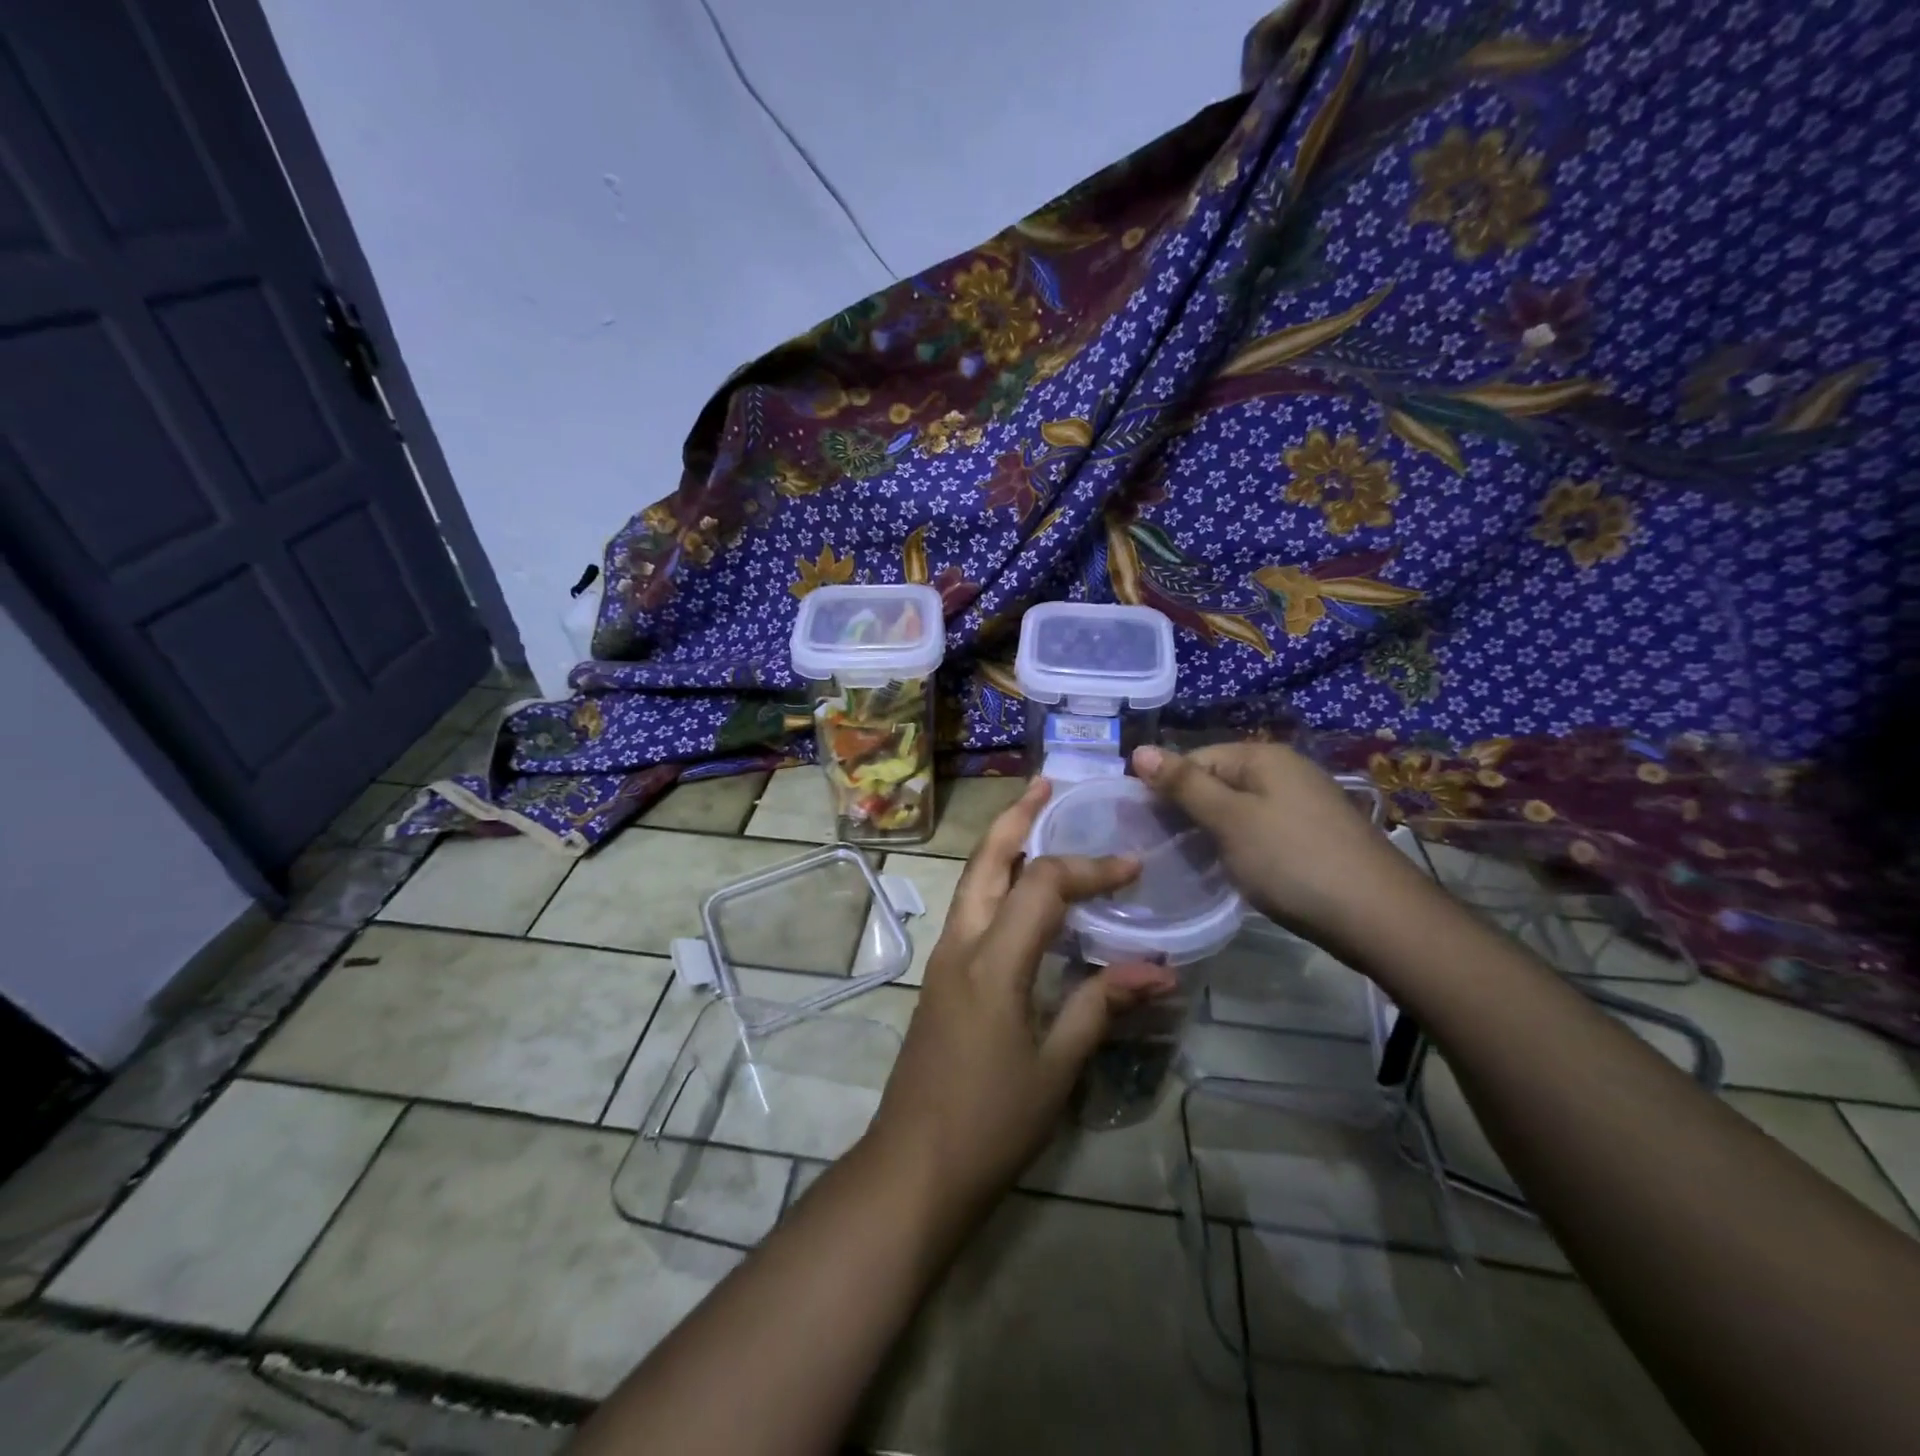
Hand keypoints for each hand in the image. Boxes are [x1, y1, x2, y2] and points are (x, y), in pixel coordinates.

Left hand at [864, 777, 1174, 1216]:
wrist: (913, 1167)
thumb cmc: (990, 1123)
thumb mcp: (1057, 1067)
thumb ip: (1100, 1006)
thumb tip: (1156, 969)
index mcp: (993, 961)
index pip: (1043, 885)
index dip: (1090, 867)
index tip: (1133, 866)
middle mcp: (960, 945)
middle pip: (985, 860)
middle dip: (1017, 818)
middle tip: (1047, 785)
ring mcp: (943, 959)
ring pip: (971, 881)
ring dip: (1001, 844)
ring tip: (1033, 819)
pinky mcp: (940, 978)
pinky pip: (969, 909)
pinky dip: (995, 881)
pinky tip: (1018, 891)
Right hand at [1131, 742, 1421, 942]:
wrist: (1380, 918)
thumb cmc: (1293, 861)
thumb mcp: (1229, 820)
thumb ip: (1183, 785)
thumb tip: (1139, 749)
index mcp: (1263, 756)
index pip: (1194, 758)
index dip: (1165, 788)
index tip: (1143, 826)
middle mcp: (1285, 770)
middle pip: (1217, 781)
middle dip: (1188, 811)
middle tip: (1163, 848)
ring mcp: (1304, 803)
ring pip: (1239, 809)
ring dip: (1213, 832)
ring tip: (1192, 862)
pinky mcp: (1315, 835)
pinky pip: (1262, 829)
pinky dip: (1241, 846)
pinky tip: (1234, 870)